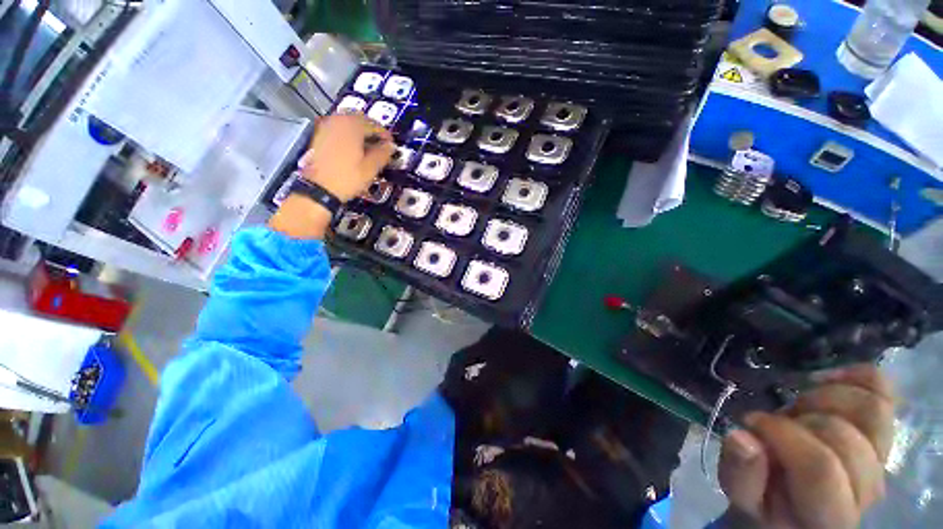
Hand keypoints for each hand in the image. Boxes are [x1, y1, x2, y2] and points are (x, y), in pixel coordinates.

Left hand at [297, 113, 394, 202]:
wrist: (319, 188)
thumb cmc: (348, 178)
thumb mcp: (371, 168)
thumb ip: (383, 154)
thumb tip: (390, 146)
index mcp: (352, 125)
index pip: (375, 125)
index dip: (386, 135)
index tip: (392, 145)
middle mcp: (337, 119)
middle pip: (360, 120)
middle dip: (372, 131)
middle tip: (381, 145)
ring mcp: (326, 126)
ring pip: (348, 124)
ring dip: (360, 133)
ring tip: (369, 148)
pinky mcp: (319, 135)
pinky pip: (339, 130)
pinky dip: (349, 136)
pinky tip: (354, 150)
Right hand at [719, 364, 894, 528]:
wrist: (800, 504)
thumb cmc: (767, 503)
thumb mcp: (743, 495)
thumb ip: (740, 473)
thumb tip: (741, 436)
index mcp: (829, 516)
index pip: (820, 467)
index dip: (782, 436)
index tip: (752, 422)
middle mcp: (867, 489)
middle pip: (845, 437)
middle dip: (800, 419)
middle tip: (777, 420)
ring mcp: (882, 460)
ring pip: (872, 409)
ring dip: (826, 398)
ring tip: (800, 405)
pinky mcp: (884, 434)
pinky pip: (883, 391)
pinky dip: (856, 375)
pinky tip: (826, 377)